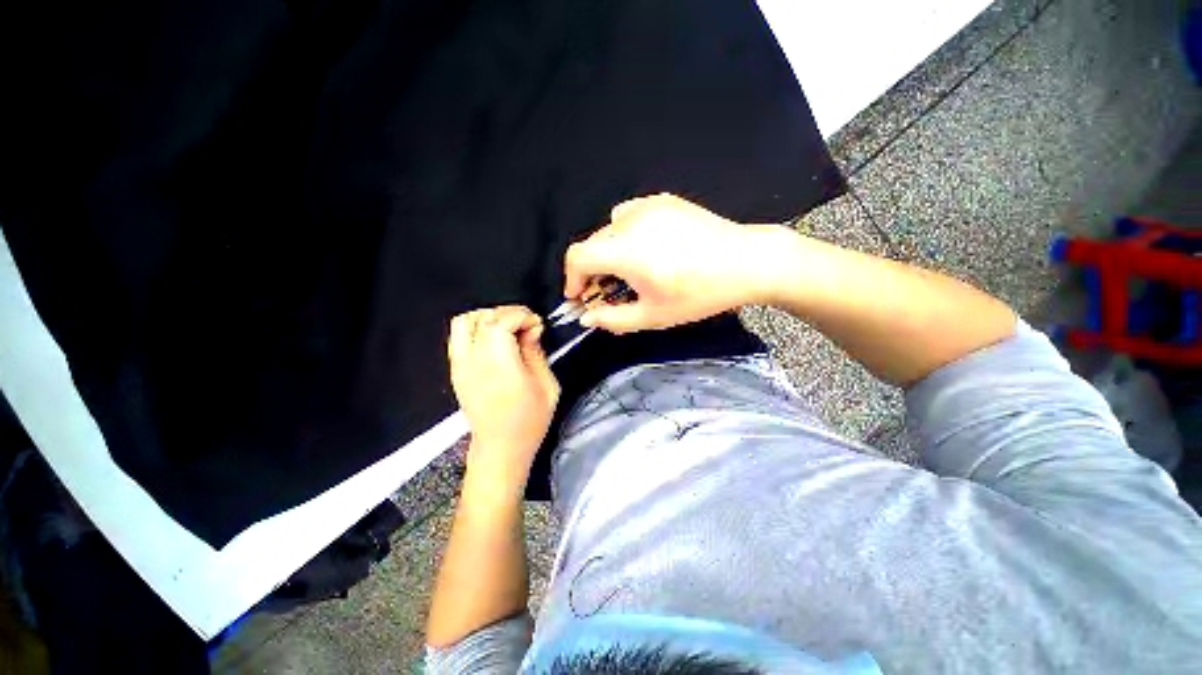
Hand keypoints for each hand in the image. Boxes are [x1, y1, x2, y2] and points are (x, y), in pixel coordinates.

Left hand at [448, 306, 559, 488]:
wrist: (501, 448)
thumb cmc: (529, 421)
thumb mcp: (547, 385)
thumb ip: (537, 352)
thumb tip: (531, 330)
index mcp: (499, 365)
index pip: (501, 321)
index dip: (522, 316)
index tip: (537, 325)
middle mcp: (475, 361)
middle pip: (483, 318)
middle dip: (509, 313)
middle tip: (527, 324)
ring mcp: (461, 365)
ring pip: (464, 321)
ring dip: (488, 317)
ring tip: (508, 327)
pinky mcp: (456, 370)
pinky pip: (458, 335)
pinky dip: (475, 327)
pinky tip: (493, 338)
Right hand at [564, 193, 777, 333]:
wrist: (747, 262)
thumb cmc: (699, 295)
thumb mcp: (653, 316)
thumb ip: (613, 319)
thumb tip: (586, 318)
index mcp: (626, 251)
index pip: (577, 257)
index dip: (572, 279)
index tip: (581, 297)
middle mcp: (631, 221)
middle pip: (592, 244)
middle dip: (592, 271)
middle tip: (607, 292)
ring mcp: (647, 206)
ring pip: (609, 230)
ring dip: (608, 253)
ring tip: (628, 271)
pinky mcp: (662, 200)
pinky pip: (628, 215)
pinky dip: (625, 234)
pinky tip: (645, 248)